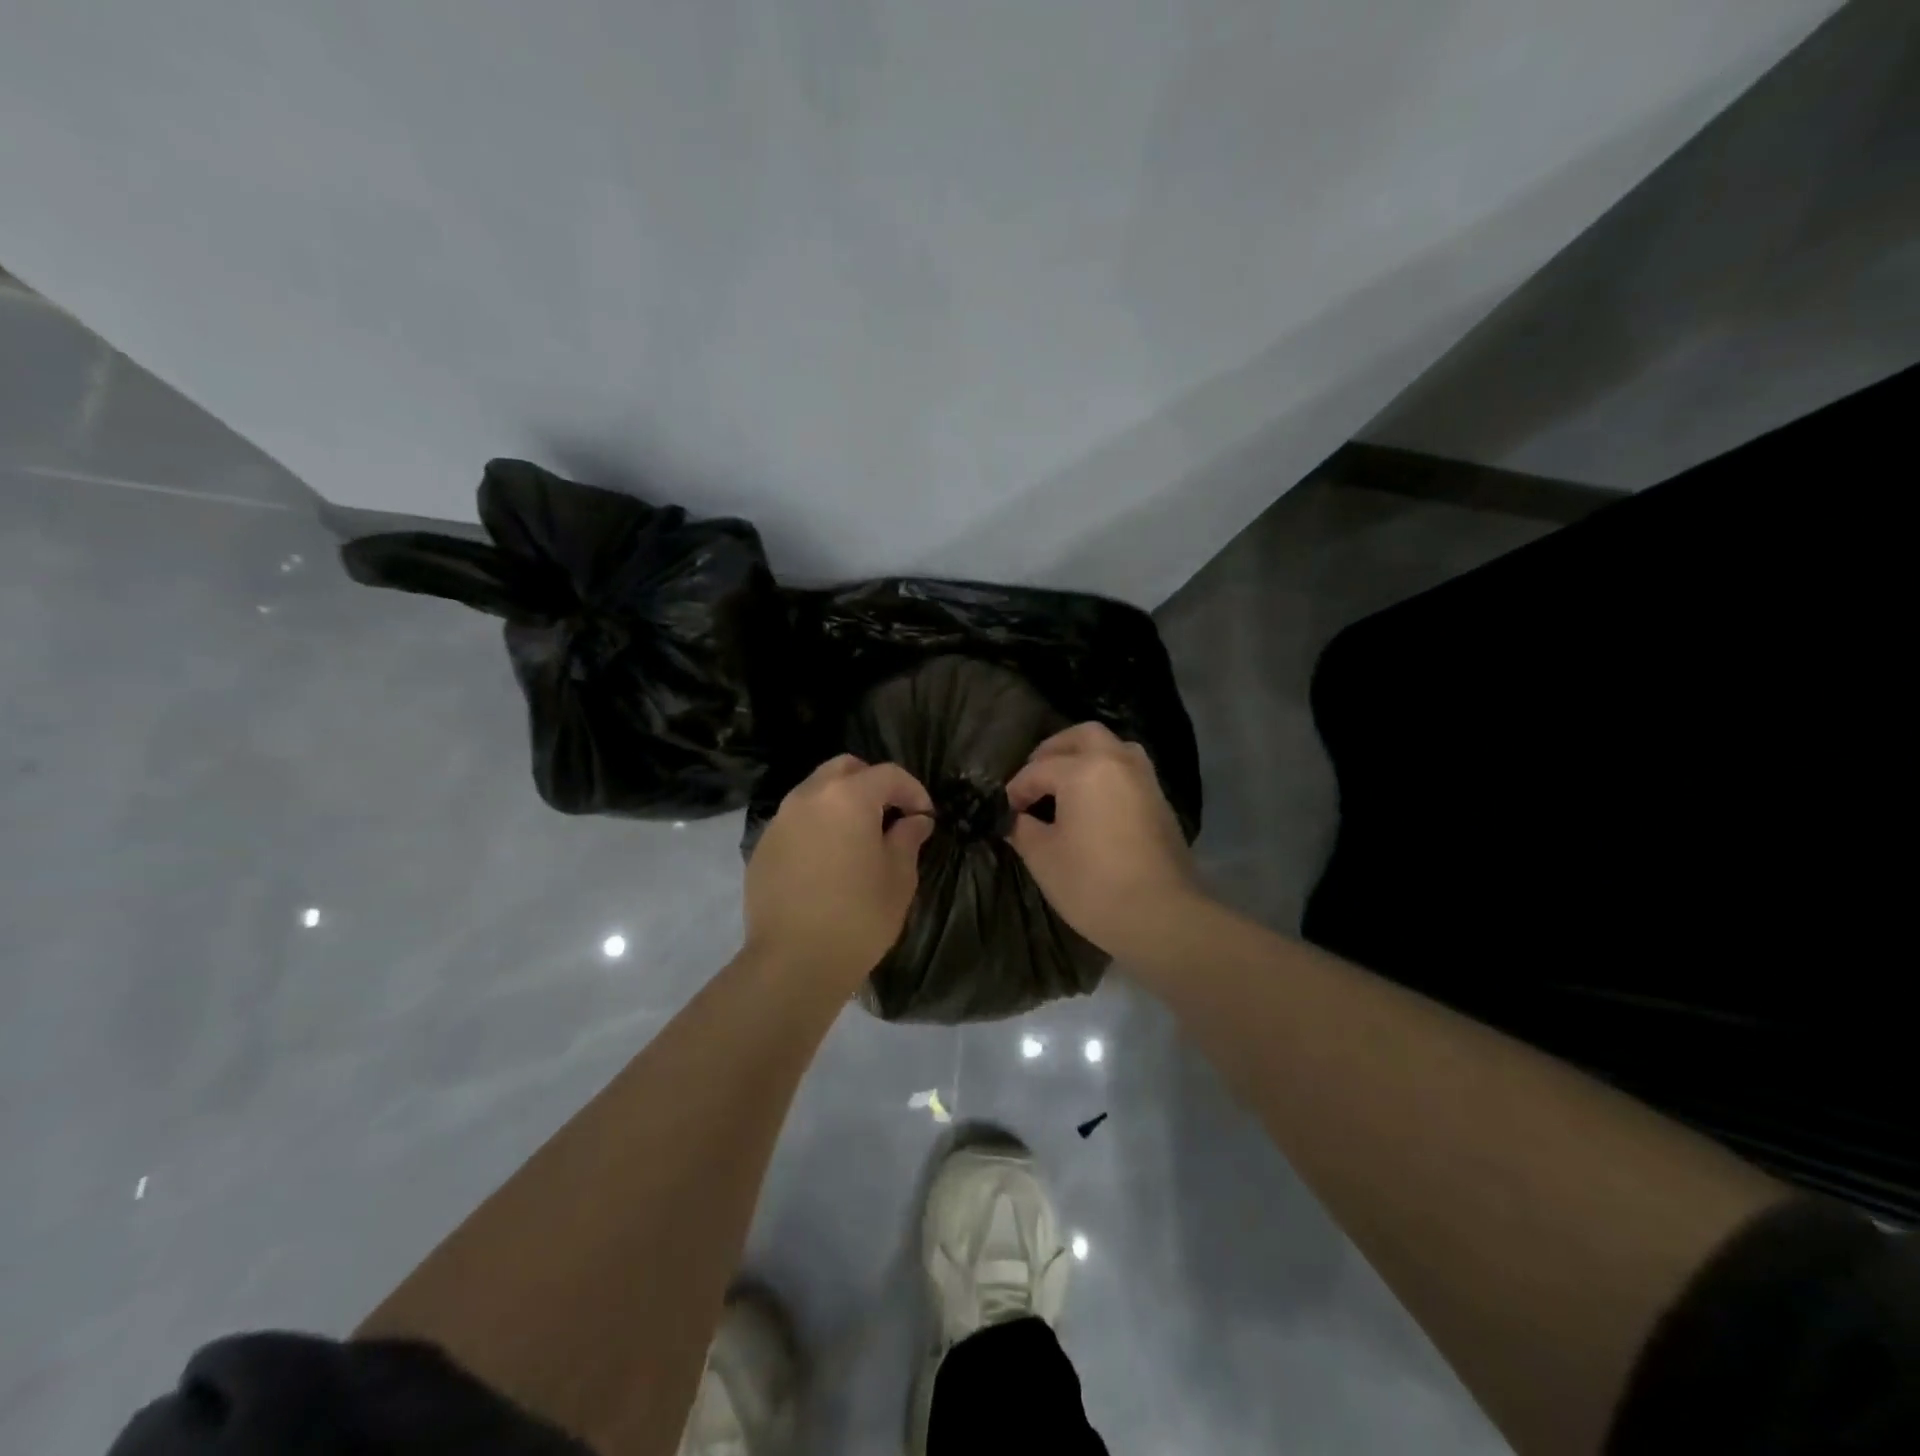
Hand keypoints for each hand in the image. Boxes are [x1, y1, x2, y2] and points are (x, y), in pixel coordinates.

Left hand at [745, 755, 934, 983]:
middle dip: (873, 784)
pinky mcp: (763, 846)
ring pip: (816, 791)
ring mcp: (780, 820)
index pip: (888, 775)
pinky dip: (818, 826)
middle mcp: (809, 796)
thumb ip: (907, 838)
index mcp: (848, 797)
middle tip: (891, 815)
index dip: (913, 791)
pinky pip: (797, 820)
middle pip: (845, 769)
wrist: (793, 962)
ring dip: (842, 803)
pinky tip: (828, 860)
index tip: (925, 818)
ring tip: (859, 838)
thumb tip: (914, 821)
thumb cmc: (858, 916)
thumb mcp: (898, 877)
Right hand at [1005, 722, 1198, 957]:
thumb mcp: (1043, 858)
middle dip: (1054, 750)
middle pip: (1083, 736)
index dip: (1017, 788)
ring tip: (1066, 784)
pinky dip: (1106, 775)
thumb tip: (1019, 820)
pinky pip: (1128, 771)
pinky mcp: (1160, 802)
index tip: (1007, 810)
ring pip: (1113, 748)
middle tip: (1035, 775)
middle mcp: (1118, 762)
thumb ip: (1024, 829)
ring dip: (1086, 756)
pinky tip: (1092, 803)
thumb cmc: (1093, 884)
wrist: (1162, 915)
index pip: (1039, 769)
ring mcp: (1145, 780)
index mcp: (1084, 770)